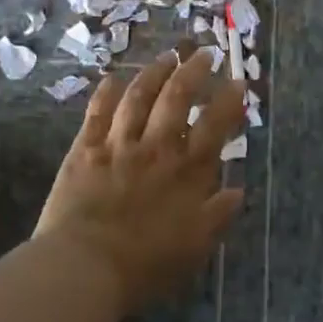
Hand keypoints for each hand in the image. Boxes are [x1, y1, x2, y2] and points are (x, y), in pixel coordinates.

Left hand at [35, 48, 246, 317]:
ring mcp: (118, 146)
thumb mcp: (194, 248)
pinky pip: (97, 114)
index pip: (215, 126)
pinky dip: (105, 93)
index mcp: (187, 173)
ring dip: (154, 73)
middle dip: (193, 72)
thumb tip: (238, 190)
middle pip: (177, 99)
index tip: (238, 82)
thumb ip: (217, 216)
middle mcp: (156, 149)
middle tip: (204, 53)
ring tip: (167, 56)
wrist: (85, 268)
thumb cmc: (145, 265)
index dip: (229, 101)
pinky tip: (112, 78)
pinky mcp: (85, 151)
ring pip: (139, 97)